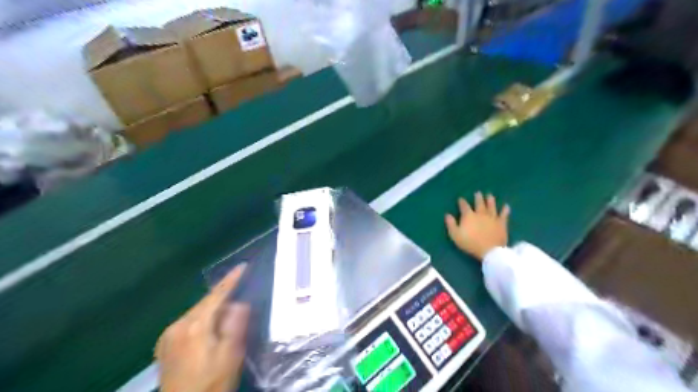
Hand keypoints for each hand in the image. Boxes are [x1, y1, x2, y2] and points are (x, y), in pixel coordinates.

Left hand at [156, 264, 250, 391]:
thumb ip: (235, 326)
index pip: (216, 295)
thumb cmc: (211, 383)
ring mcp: (167, 336)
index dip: (231, 280)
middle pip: (205, 303)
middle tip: (242, 297)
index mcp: (195, 326)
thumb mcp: (231, 355)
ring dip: (213, 310)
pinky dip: (202, 320)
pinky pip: (188, 322)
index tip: (243, 265)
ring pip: (197, 312)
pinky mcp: (164, 345)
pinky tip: (210, 330)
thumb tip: (240, 303)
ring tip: (229, 318)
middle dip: (224, 297)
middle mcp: (177, 326)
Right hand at [444, 191, 511, 259]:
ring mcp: (492, 217)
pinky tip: (506, 206)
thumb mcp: (455, 235)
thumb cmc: (470, 243)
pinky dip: (505, 210)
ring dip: (490, 200)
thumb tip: (448, 215)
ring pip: (491, 206)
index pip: (464, 206)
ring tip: (489, 195)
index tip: (460, 199)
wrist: (489, 250)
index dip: (462, 202)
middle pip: (479, 203)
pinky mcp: (501, 223)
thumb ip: (451, 224)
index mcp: (469, 216)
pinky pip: (503, 215)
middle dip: (478, 198)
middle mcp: (480, 213)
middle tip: (477, 193)